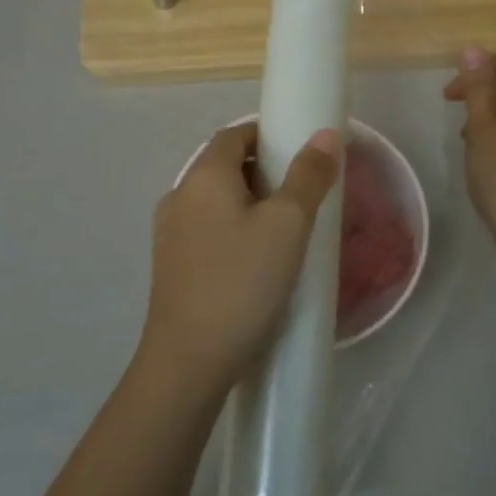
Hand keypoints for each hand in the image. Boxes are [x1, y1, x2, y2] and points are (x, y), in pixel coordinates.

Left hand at [142, 122, 340, 397]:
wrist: (189, 360)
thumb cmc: (242, 282)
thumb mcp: (288, 225)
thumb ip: (308, 176)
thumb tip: (325, 135)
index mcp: (203, 176)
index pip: (234, 134)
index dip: (267, 135)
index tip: (299, 152)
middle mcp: (179, 196)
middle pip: (223, 166)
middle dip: (262, 170)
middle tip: (301, 193)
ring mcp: (169, 233)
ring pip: (215, 201)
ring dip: (248, 203)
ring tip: (284, 230)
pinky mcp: (171, 266)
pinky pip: (207, 230)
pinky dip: (233, 230)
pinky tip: (256, 261)